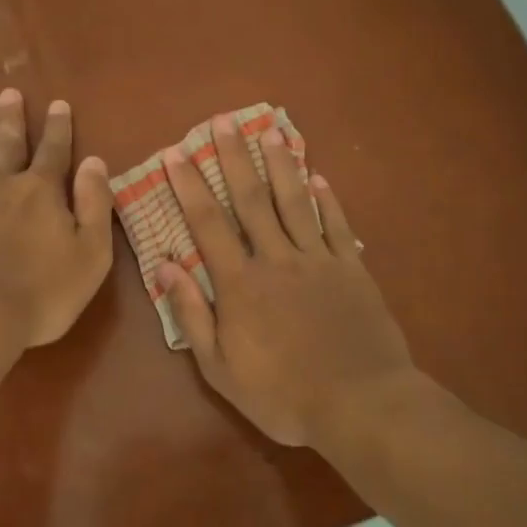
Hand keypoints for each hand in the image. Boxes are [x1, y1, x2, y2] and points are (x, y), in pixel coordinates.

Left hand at [0, 89, 113, 349]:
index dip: (59, 127)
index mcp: (40, 191)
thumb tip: (95, 162)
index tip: (59, 104)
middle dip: (12, 119)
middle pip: (8, 144)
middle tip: (9, 93)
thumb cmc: (41, 293)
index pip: (55, 150)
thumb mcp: (91, 254)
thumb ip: (95, 205)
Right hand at [157, 114, 415, 448]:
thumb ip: (192, 314)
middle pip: (251, 199)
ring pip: (294, 202)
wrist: (360, 405)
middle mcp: (277, 259)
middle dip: (233, 158)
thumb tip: (166, 265)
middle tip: (223, 121)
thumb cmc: (282, 394)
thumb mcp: (221, 368)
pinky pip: (336, 225)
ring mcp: (319, 260)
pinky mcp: (352, 269)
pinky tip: (318, 176)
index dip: (190, 186)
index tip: (177, 153)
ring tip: (268, 131)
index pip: (208, 223)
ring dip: (279, 165)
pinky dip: (326, 199)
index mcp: (240, 283)